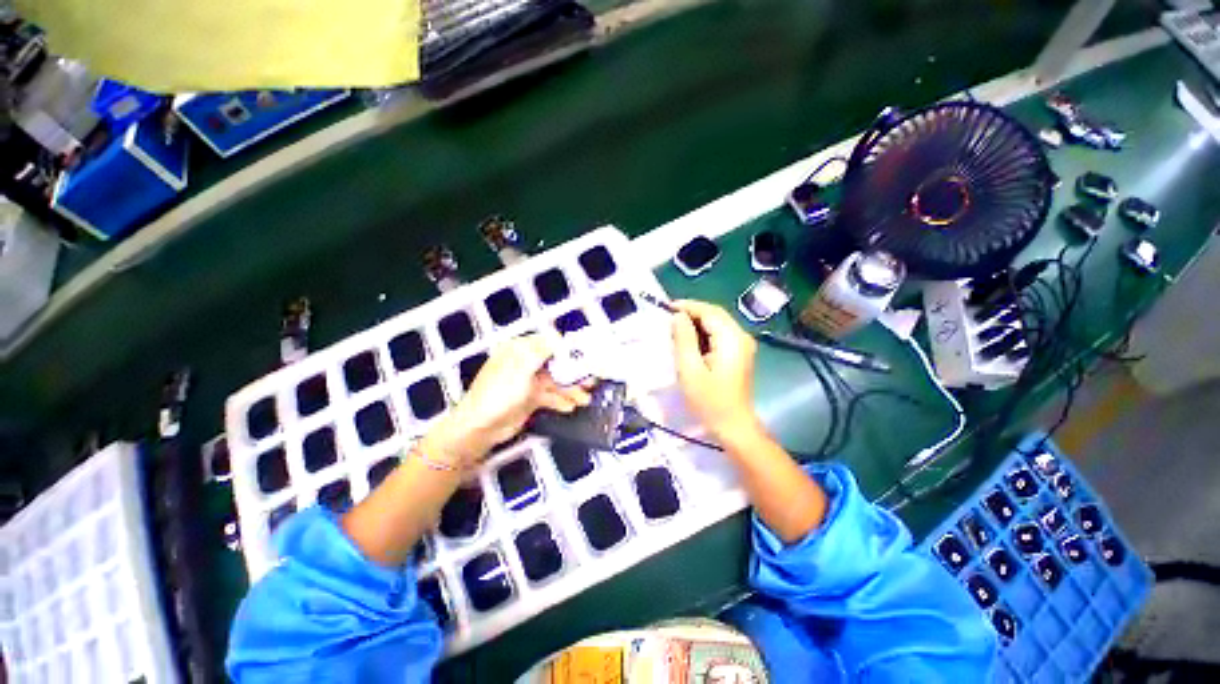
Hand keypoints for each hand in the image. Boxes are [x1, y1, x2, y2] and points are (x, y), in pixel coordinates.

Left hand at [424, 334, 592, 469]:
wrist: (479, 429)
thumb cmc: (499, 393)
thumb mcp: (521, 367)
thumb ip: (542, 350)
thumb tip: (559, 337)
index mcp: (519, 350)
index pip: (548, 342)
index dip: (567, 349)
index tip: (585, 357)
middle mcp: (524, 363)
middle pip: (555, 363)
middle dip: (573, 372)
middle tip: (591, 380)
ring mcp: (527, 382)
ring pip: (555, 381)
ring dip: (570, 389)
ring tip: (585, 398)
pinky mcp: (529, 399)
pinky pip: (549, 396)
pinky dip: (560, 400)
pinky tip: (571, 406)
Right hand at [670, 300, 760, 441]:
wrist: (733, 426)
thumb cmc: (709, 401)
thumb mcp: (690, 370)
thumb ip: (684, 339)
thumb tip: (678, 316)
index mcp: (731, 339)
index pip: (709, 311)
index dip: (688, 306)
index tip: (666, 308)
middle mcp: (741, 337)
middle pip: (715, 315)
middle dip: (692, 313)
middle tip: (668, 319)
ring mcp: (742, 345)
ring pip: (717, 324)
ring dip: (697, 323)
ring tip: (675, 330)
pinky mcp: (739, 354)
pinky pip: (720, 335)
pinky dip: (703, 333)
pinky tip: (690, 342)